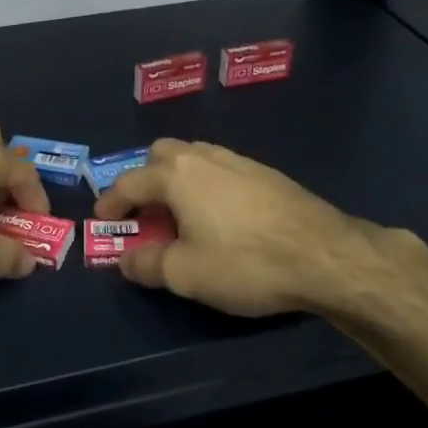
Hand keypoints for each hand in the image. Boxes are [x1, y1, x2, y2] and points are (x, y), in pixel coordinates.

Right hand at [92, 138, 372, 317]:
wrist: (325, 255)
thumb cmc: (245, 262)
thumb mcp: (186, 274)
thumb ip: (147, 264)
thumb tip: (126, 260)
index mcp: (176, 175)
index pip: (129, 182)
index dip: (110, 202)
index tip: (102, 220)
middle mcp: (203, 156)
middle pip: (161, 153)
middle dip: (145, 178)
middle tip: (144, 212)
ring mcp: (238, 160)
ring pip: (194, 156)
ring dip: (177, 179)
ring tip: (181, 213)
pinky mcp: (266, 173)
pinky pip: (221, 168)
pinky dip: (206, 184)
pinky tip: (220, 214)